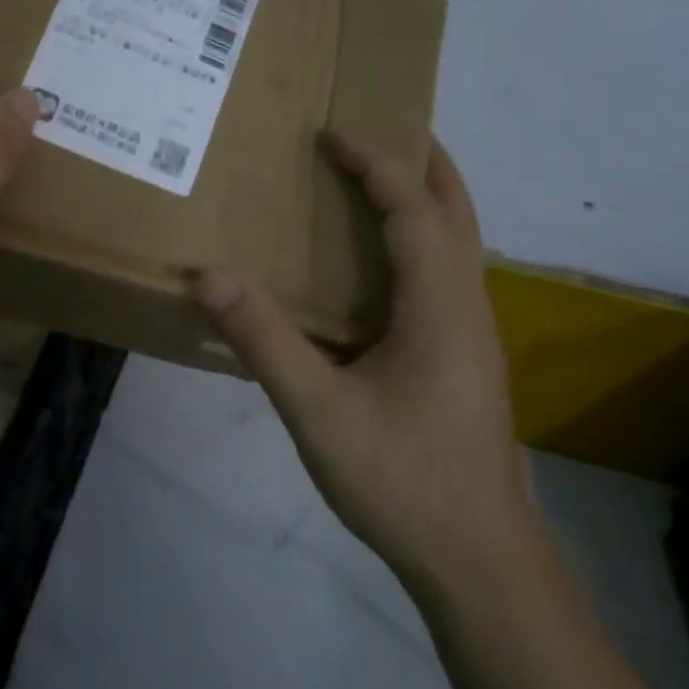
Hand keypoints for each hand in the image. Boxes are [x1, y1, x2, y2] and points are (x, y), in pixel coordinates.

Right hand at [193, 135, 533, 595]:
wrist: (479, 561)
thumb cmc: (403, 480)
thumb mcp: (319, 412)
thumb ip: (264, 341)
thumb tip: (209, 276)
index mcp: (440, 306)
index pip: (413, 209)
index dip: (376, 163)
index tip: (333, 134)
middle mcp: (467, 306)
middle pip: (456, 211)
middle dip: (421, 162)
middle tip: (378, 127)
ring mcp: (473, 333)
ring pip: (458, 242)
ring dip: (424, 198)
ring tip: (374, 179)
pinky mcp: (465, 358)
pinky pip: (446, 273)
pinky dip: (420, 239)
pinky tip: (380, 263)